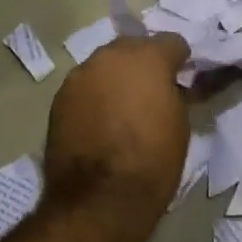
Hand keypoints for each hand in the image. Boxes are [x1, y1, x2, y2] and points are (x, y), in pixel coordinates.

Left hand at [42, 33, 191, 225]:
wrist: (100, 199)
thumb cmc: (153, 161)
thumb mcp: (180, 124)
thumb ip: (174, 93)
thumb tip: (168, 87)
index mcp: (147, 58)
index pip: (171, 42)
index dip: (180, 59)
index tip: (182, 76)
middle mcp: (110, 56)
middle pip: (133, 47)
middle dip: (144, 63)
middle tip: (151, 90)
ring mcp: (80, 75)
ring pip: (105, 66)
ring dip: (116, 78)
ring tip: (122, 106)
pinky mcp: (59, 98)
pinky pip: (84, 87)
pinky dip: (95, 97)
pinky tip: (100, 120)